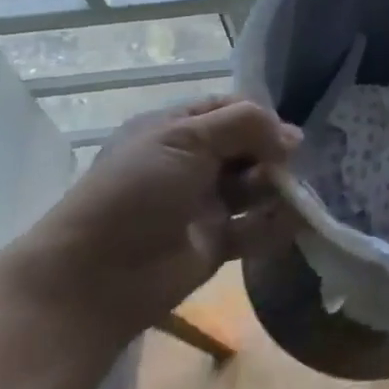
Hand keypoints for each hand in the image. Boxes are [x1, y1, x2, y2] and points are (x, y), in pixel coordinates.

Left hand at [0, 96, 301, 341]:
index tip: (284, 132)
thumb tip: (293, 136)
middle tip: (288, 166)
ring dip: (279, 187)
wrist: (93, 279)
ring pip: (257, 185)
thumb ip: (245, 124)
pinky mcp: (217, 243)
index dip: (261, 117)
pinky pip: (257, 226)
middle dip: (274, 154)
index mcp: (175, 130)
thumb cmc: (135, 193)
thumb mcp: (184, 139)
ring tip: (291, 195)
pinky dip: (278, 223)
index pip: (230, 110)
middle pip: (250, 147)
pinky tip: (294, 221)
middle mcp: (192, 163)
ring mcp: (204, 204)